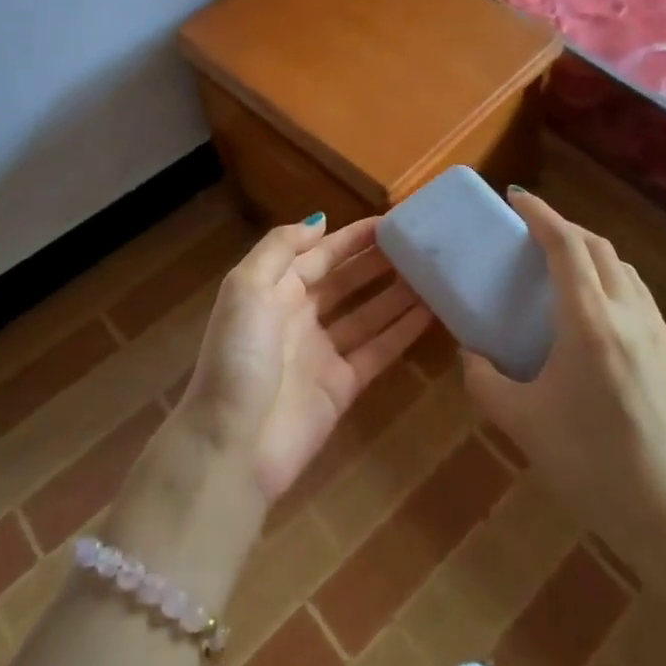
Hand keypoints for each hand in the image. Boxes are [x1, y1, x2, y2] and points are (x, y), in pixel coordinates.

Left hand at [176, 215, 433, 505]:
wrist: (231, 445)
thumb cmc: (237, 357)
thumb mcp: (246, 288)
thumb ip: (280, 248)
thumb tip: (320, 220)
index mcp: (274, 291)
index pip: (319, 255)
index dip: (351, 238)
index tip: (391, 222)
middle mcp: (299, 317)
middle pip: (346, 281)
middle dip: (378, 263)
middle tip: (420, 246)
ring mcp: (322, 353)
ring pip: (367, 314)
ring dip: (397, 294)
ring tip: (434, 274)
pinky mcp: (342, 386)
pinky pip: (378, 350)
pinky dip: (402, 332)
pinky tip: (431, 313)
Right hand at [461, 189, 665, 571]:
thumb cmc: (590, 465)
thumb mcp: (522, 423)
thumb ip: (484, 380)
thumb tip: (469, 354)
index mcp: (589, 321)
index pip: (565, 245)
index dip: (540, 214)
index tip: (516, 198)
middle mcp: (627, 313)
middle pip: (597, 247)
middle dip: (563, 227)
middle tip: (532, 231)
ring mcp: (657, 332)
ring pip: (623, 268)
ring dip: (590, 252)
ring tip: (562, 265)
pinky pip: (638, 295)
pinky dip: (611, 279)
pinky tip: (596, 311)